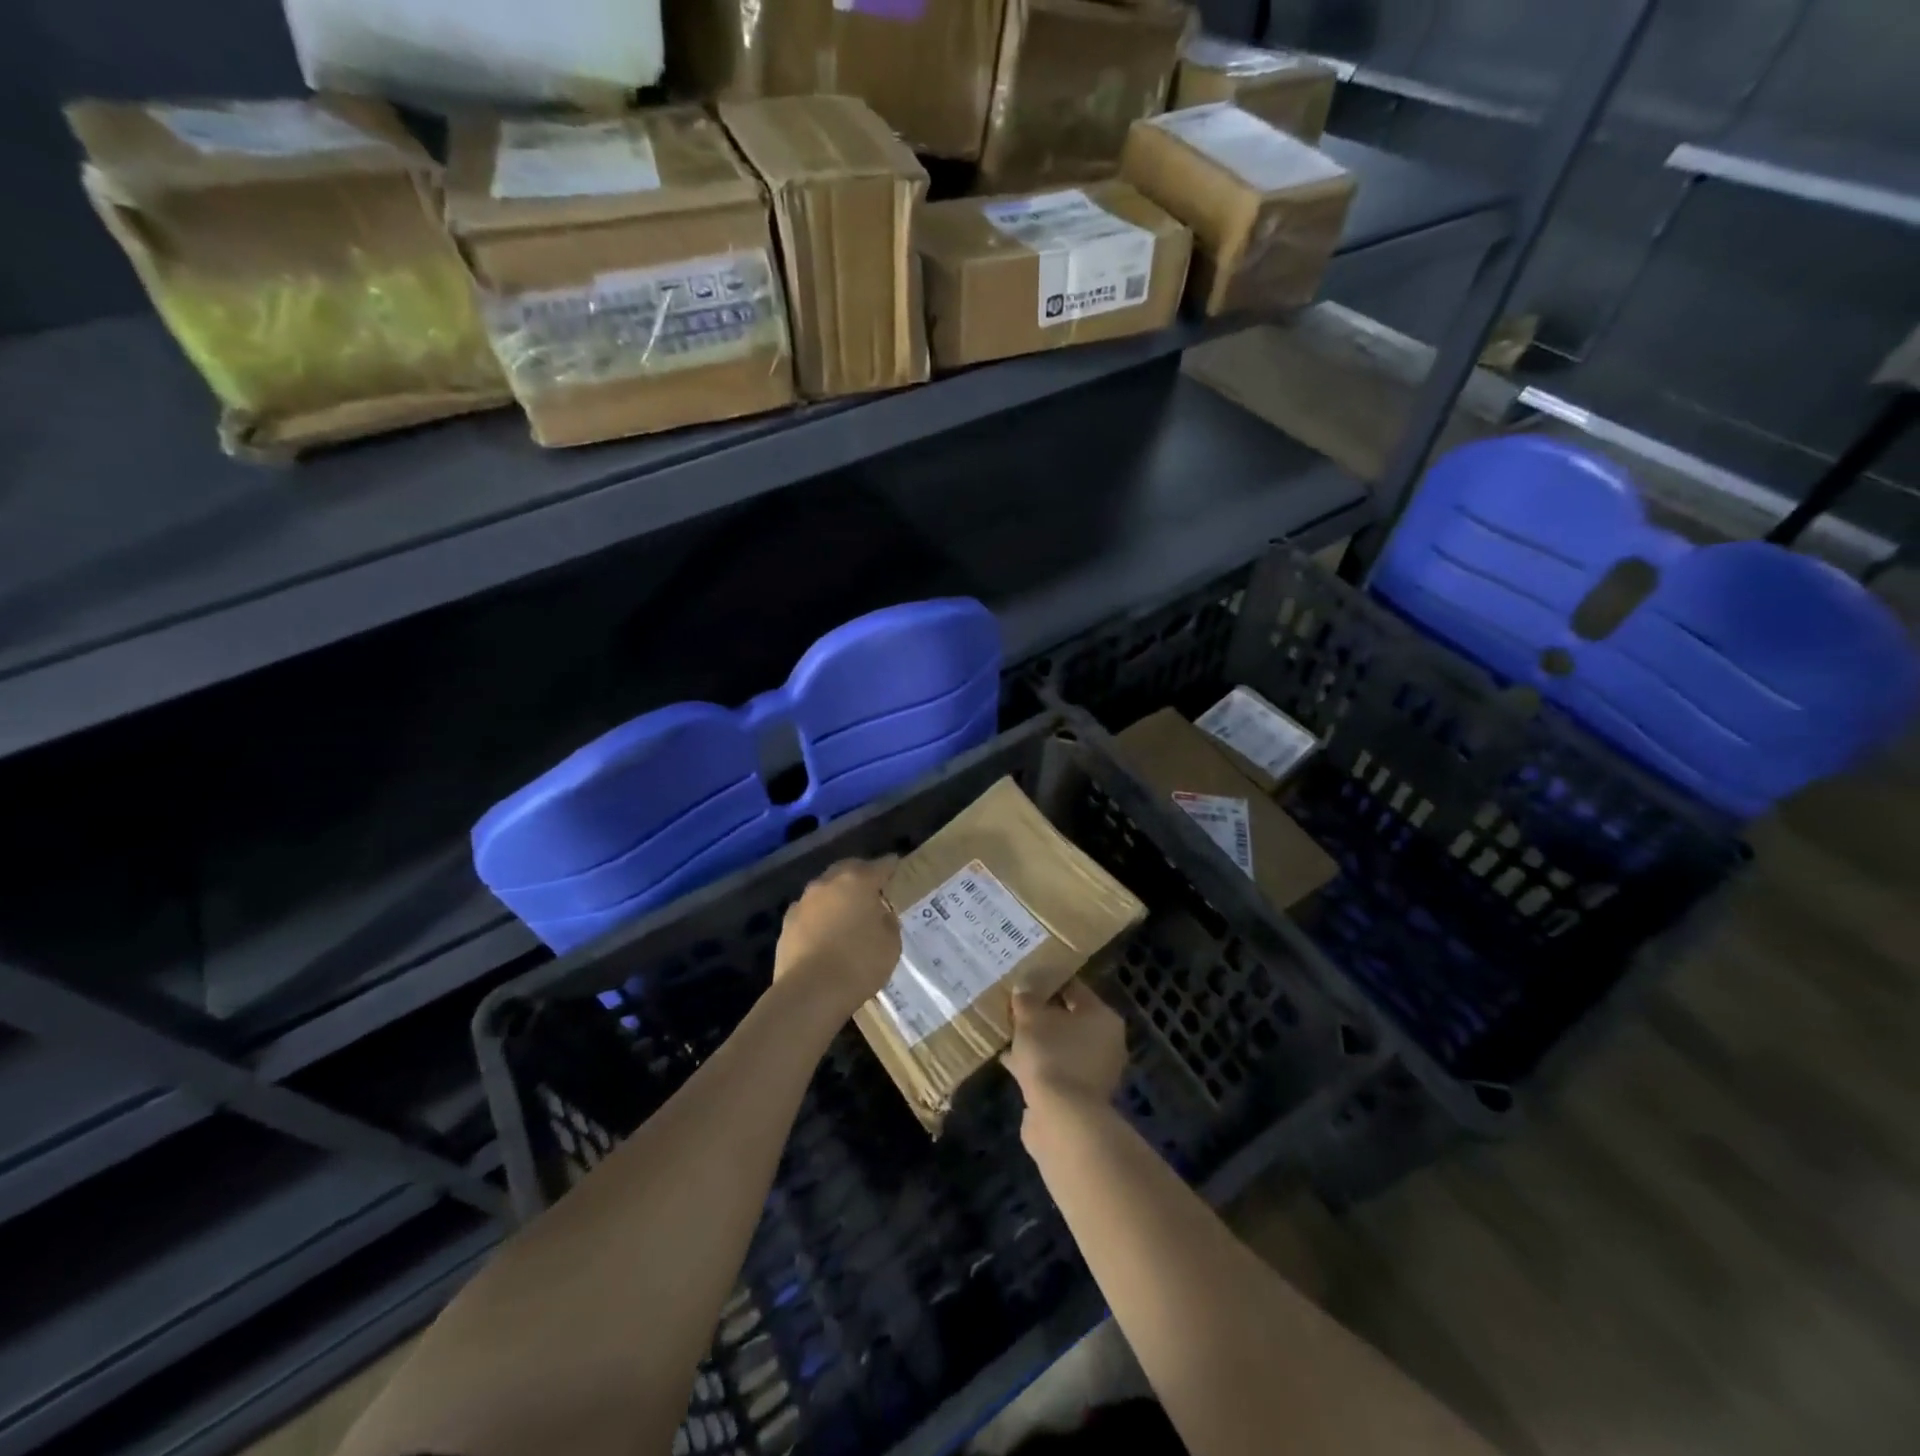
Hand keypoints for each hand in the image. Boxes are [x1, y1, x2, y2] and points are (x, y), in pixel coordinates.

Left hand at [772, 858, 900, 1021]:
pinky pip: (809, 911)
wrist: (810, 992)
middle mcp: (828, 883)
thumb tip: (879, 913)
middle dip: (860, 874)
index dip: (890, 865)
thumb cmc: (859, 964)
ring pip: (825, 888)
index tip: (896, 865)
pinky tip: (824, 930)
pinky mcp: (787, 923)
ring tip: (846, 911)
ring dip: (837, 894)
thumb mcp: (891, 943)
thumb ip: (887, 920)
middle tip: (871, 886)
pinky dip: (819, 915)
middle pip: (847, 869)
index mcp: (858, 881)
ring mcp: (804, 902)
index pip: (880, 866)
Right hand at [1005, 982, 1128, 1111]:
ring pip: (1060, 1047)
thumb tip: (1024, 987)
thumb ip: (1027, 999)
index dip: (1049, 982)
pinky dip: (1036, 1065)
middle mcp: (1106, 1043)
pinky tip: (1009, 1061)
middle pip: (1069, 1020)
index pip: (1075, 989)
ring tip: (1008, 1033)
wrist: (1062, 1119)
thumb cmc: (1052, 1055)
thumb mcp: (1032, 1019)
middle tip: (1015, 1007)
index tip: (1026, 979)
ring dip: (1037, 1042)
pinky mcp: (1079, 1097)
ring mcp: (1094, 1073)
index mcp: (1103, 1018)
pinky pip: (1054, 1070)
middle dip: (1042, 1015)